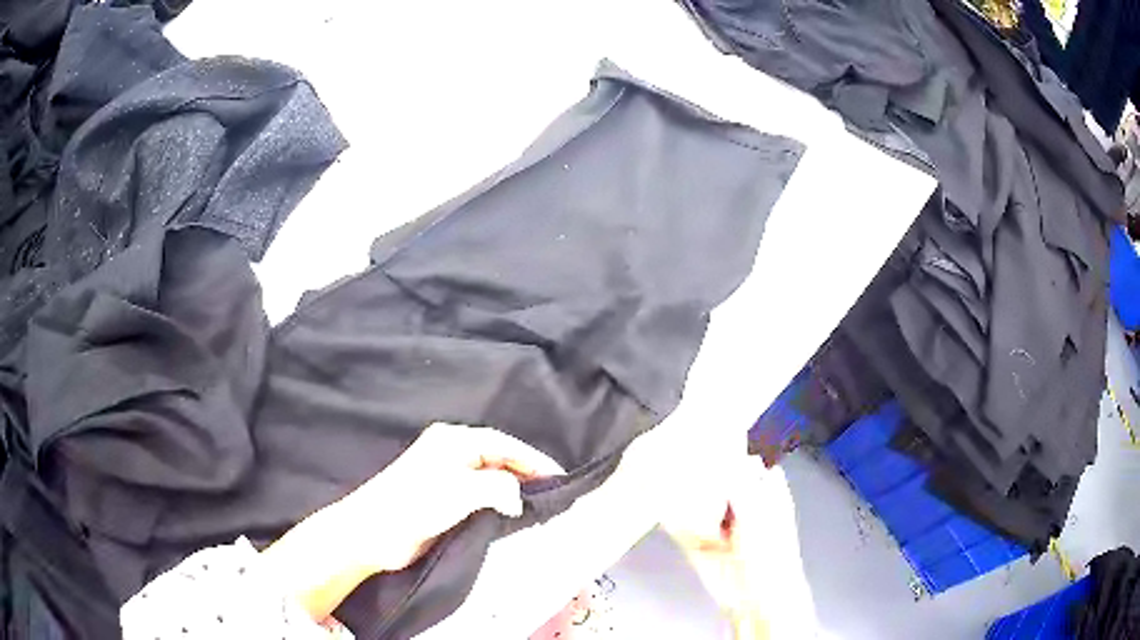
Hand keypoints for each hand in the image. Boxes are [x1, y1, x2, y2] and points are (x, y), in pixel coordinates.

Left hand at [261, 423, 564, 621]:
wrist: (370, 534)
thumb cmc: (412, 506)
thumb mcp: (459, 492)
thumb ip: (497, 487)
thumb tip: (519, 496)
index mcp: (453, 440)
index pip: (504, 443)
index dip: (534, 459)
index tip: (561, 478)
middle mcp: (450, 451)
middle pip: (499, 457)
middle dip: (527, 473)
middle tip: (555, 494)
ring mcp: (445, 475)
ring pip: (491, 476)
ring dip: (514, 488)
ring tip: (540, 505)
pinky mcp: (442, 498)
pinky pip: (480, 494)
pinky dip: (499, 501)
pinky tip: (513, 515)